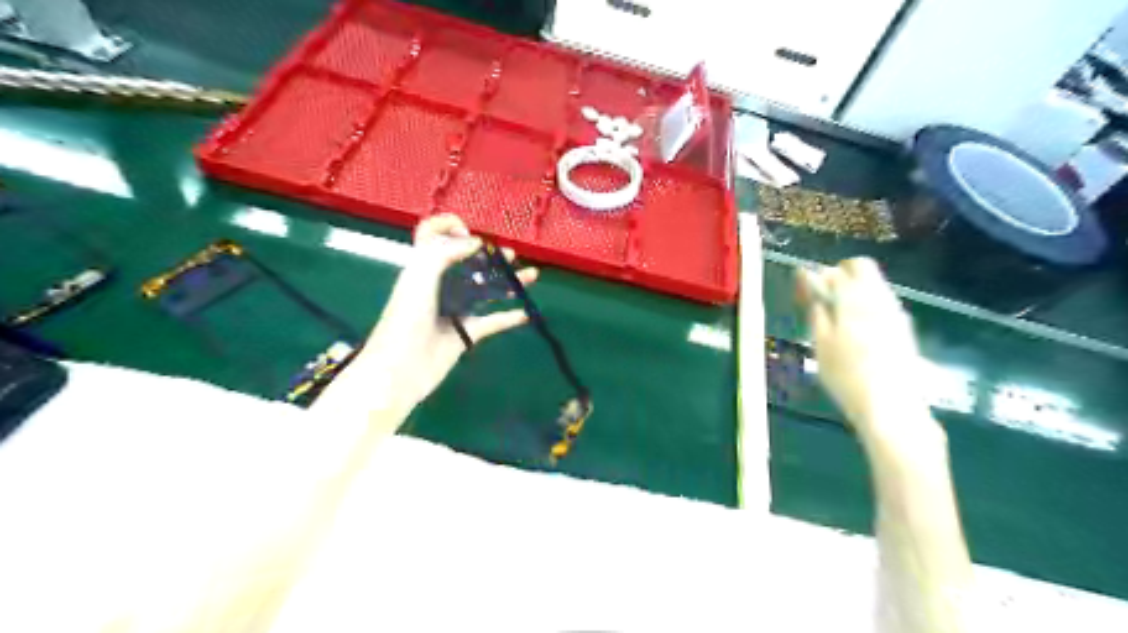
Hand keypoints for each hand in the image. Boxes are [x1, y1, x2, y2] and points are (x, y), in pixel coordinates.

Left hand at [359, 215, 538, 415]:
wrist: (400, 369)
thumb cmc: (406, 319)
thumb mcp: (419, 276)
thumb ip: (444, 252)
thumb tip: (475, 242)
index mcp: (423, 267)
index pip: (432, 236)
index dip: (448, 227)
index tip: (469, 233)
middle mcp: (440, 285)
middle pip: (468, 263)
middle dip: (490, 255)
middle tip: (510, 255)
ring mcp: (455, 309)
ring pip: (486, 290)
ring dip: (508, 281)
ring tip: (532, 275)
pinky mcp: (466, 333)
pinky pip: (493, 321)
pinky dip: (510, 316)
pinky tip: (528, 312)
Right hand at [797, 257, 939, 444]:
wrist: (890, 406)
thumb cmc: (846, 375)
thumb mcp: (821, 343)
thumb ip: (817, 310)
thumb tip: (813, 288)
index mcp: (857, 299)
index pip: (844, 268)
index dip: (824, 274)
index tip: (808, 288)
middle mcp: (881, 299)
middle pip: (865, 270)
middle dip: (842, 277)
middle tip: (823, 298)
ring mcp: (896, 314)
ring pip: (875, 287)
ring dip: (855, 292)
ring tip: (836, 318)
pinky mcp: (904, 330)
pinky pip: (882, 305)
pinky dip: (866, 307)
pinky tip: (856, 332)